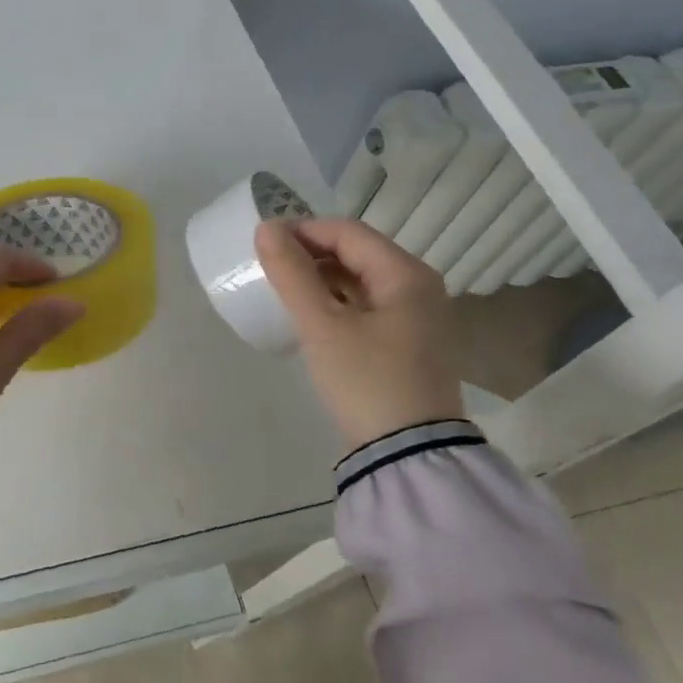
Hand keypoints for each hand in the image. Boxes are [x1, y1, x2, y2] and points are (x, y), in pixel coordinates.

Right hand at [254, 218, 463, 448]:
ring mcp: (417, 317)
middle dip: (311, 254)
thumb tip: (266, 228)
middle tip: (270, 268)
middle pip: (357, 252)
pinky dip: (337, 301)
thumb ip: (292, 274)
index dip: (303, 230)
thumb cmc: (366, 380)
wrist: (408, 454)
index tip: (263, 244)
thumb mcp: (322, 325)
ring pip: (361, 279)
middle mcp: (419, 287)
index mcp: (406, 274)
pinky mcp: (408, 342)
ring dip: (322, 278)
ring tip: (284, 290)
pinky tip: (311, 316)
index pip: (348, 232)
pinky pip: (367, 305)